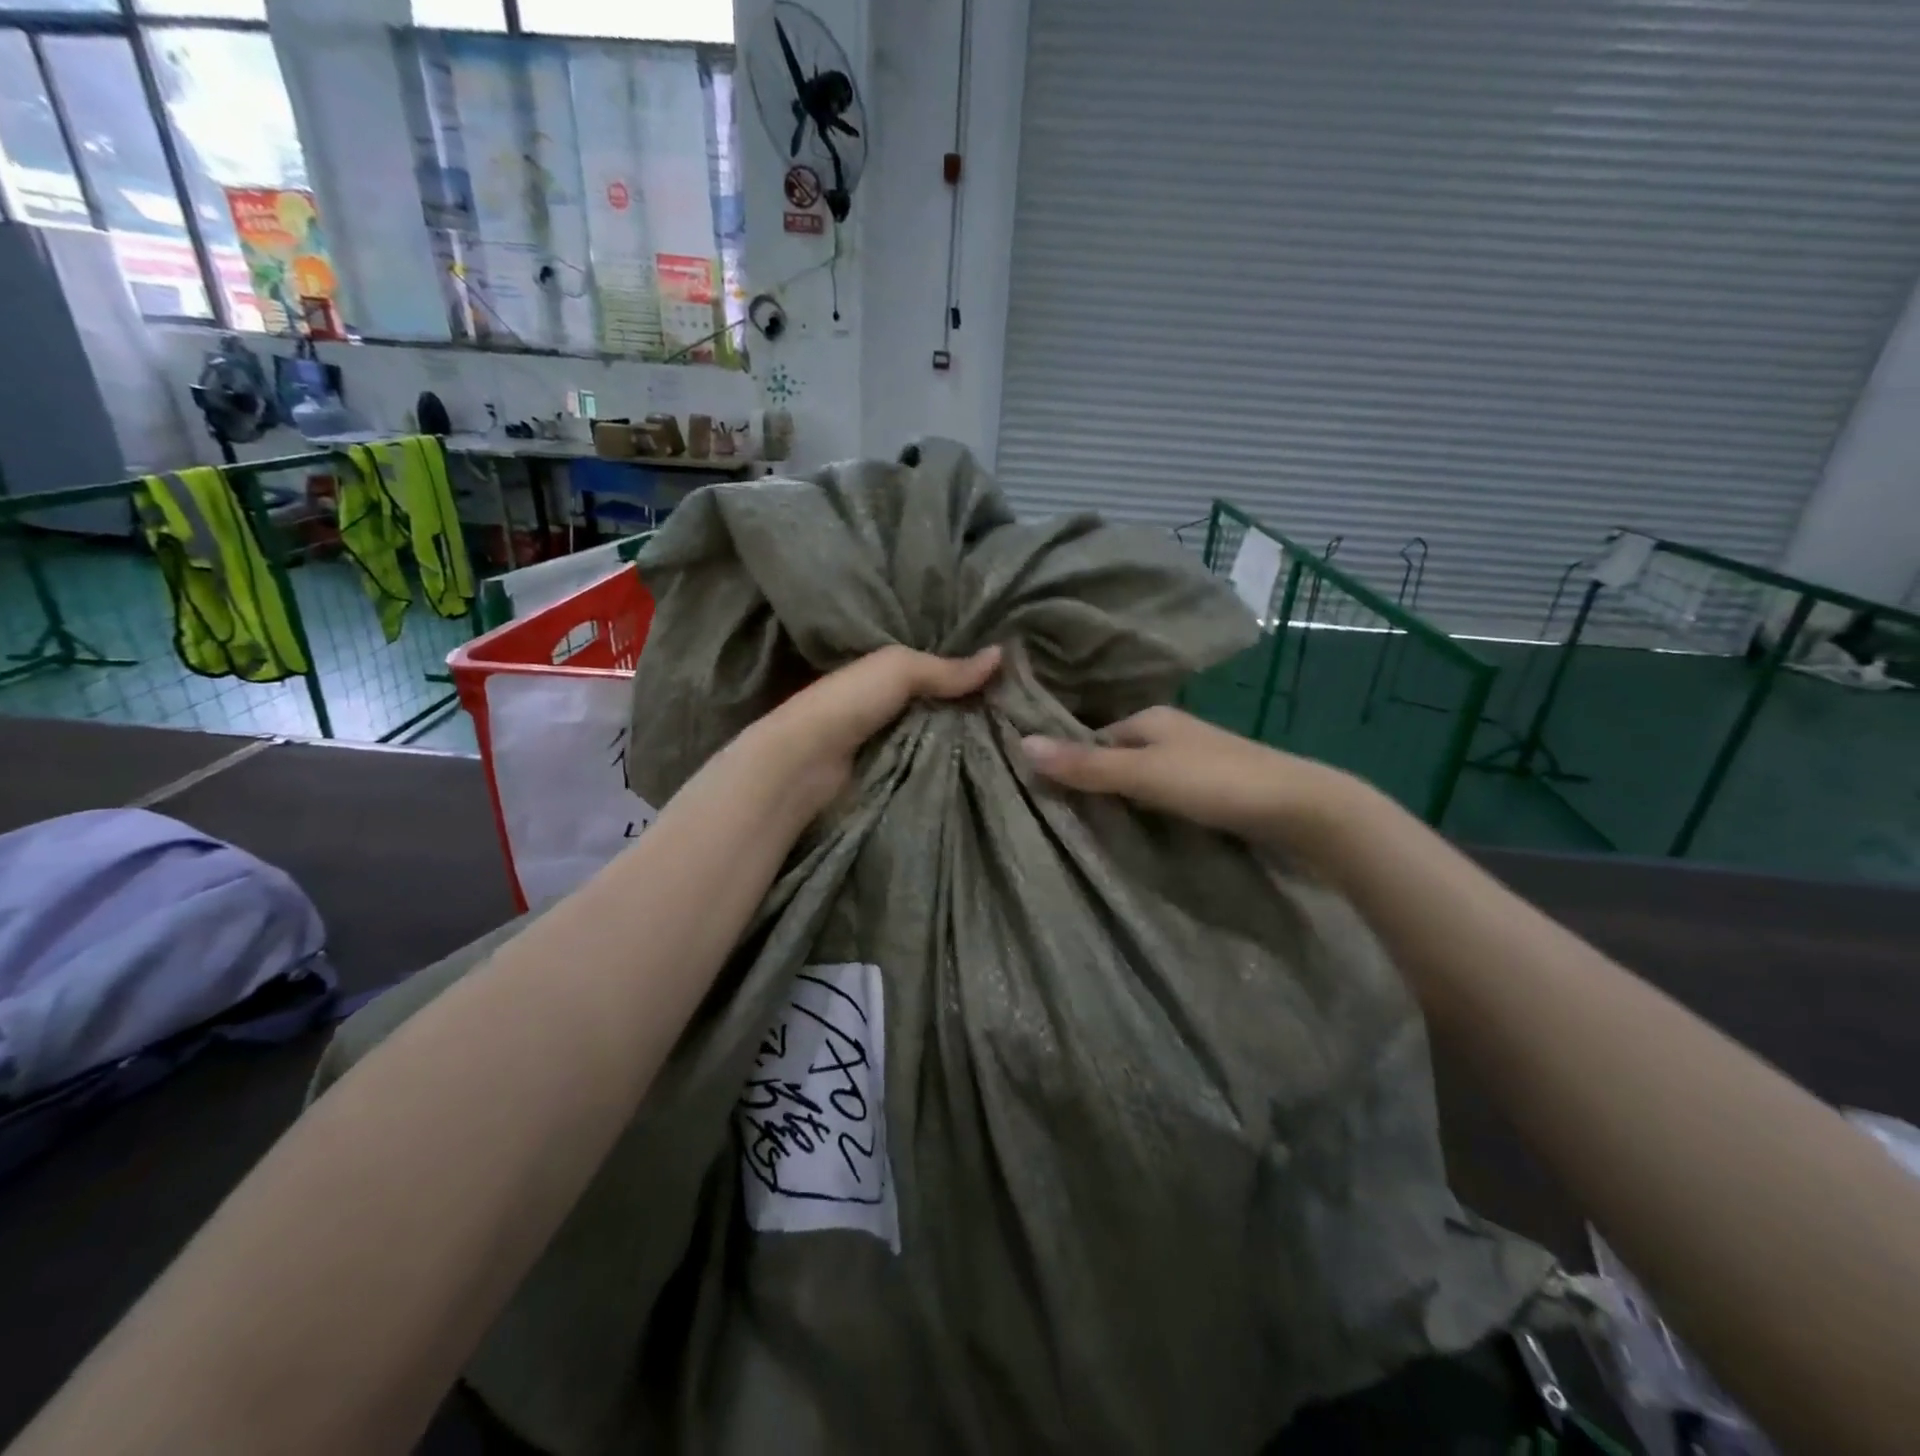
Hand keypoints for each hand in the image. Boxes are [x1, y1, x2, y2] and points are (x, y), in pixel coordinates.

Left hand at [736, 644, 1002, 819]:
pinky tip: (993, 764)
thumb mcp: (899, 669)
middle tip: (1030, 711)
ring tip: (1023, 738)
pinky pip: (937, 766)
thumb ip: (946, 667)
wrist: (805, 764)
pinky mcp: (898, 775)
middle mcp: (894, 706)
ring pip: (946, 737)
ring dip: (973, 739)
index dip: (973, 669)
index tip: (1019, 673)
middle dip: (979, 707)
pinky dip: (958, 765)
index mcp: (889, 673)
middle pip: (946, 705)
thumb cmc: (849, 702)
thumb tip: (1003, 653)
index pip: (940, 668)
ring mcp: (895, 742)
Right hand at [1020, 705, 1366, 851]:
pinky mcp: (1215, 787)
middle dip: (1095, 779)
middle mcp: (1171, 732)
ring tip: (1094, 828)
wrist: (1302, 807)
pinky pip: (1166, 792)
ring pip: (1143, 775)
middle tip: (1063, 816)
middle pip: (1118, 755)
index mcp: (1151, 718)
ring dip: (1122, 796)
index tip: (1043, 793)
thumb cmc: (1214, 783)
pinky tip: (1143, 828)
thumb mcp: (1142, 774)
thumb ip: (1086, 764)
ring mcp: (1196, 759)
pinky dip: (1149, 807)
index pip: (1094, 737)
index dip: (1069, 761)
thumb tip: (1021, 743)